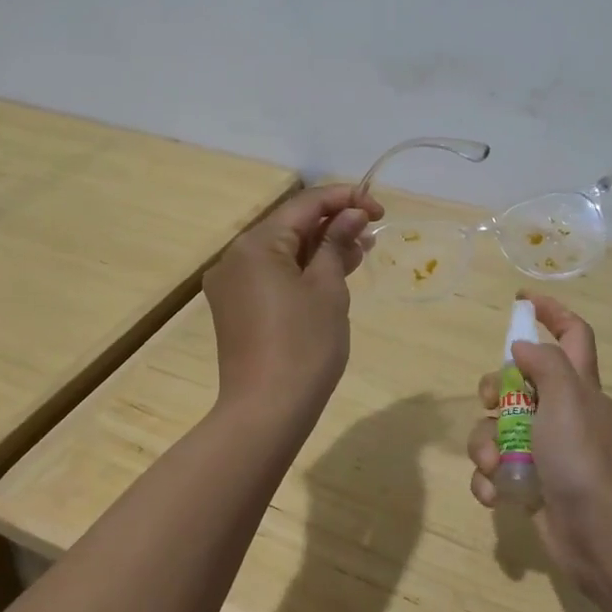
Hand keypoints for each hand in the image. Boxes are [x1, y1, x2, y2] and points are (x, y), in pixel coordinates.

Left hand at [203, 183, 382, 427]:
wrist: (267, 411)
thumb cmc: (304, 345)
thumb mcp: (328, 288)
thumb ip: (337, 243)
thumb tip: (351, 215)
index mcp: (256, 244)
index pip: (305, 204)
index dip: (345, 200)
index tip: (380, 211)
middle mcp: (236, 257)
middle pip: (290, 226)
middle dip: (333, 225)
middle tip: (372, 234)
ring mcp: (232, 285)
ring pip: (282, 252)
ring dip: (320, 249)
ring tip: (359, 253)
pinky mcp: (236, 309)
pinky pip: (272, 276)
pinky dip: (302, 271)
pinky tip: (331, 276)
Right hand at [468, 293, 611, 587]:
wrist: (598, 536)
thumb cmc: (583, 457)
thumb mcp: (567, 398)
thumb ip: (545, 363)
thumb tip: (521, 348)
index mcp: (579, 387)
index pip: (573, 334)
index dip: (551, 312)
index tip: (521, 300)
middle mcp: (562, 413)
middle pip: (519, 382)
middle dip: (495, 390)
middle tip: (491, 403)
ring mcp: (545, 451)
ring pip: (499, 429)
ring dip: (486, 445)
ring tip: (494, 466)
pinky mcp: (530, 484)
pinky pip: (497, 470)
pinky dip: (490, 480)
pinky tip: (494, 493)